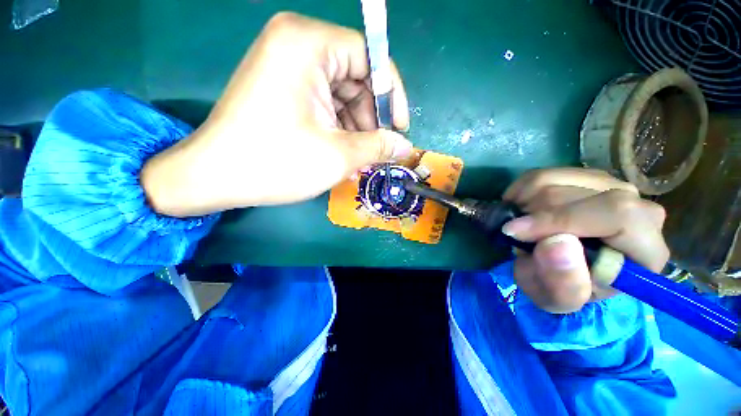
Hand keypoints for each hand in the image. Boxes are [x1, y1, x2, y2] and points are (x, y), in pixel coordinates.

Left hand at [142, 13, 411, 216]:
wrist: (215, 177)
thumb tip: (405, 146)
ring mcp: (286, 66)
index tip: (399, 128)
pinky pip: (324, 102)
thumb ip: (379, 146)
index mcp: (308, 44)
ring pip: (341, 94)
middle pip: (355, 77)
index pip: (370, 58)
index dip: (391, 94)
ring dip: (355, 127)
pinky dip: (338, 127)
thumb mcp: (338, 155)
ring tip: (360, 158)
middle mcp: (296, 44)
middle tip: (378, 149)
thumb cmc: (277, 162)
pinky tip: (342, 152)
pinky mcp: (281, 87)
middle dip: (371, 117)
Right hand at [501, 168, 668, 313]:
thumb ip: (562, 283)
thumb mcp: (557, 300)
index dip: (561, 220)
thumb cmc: (563, 287)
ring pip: (553, 181)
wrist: (562, 270)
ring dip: (523, 206)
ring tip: (521, 226)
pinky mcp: (583, 177)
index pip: (618, 215)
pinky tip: (522, 211)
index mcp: (645, 249)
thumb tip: (556, 243)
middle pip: (575, 196)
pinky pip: (541, 175)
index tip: (515, 232)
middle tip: (517, 237)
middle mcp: (638, 208)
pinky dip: (519, 192)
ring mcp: (611, 186)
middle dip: (533, 218)